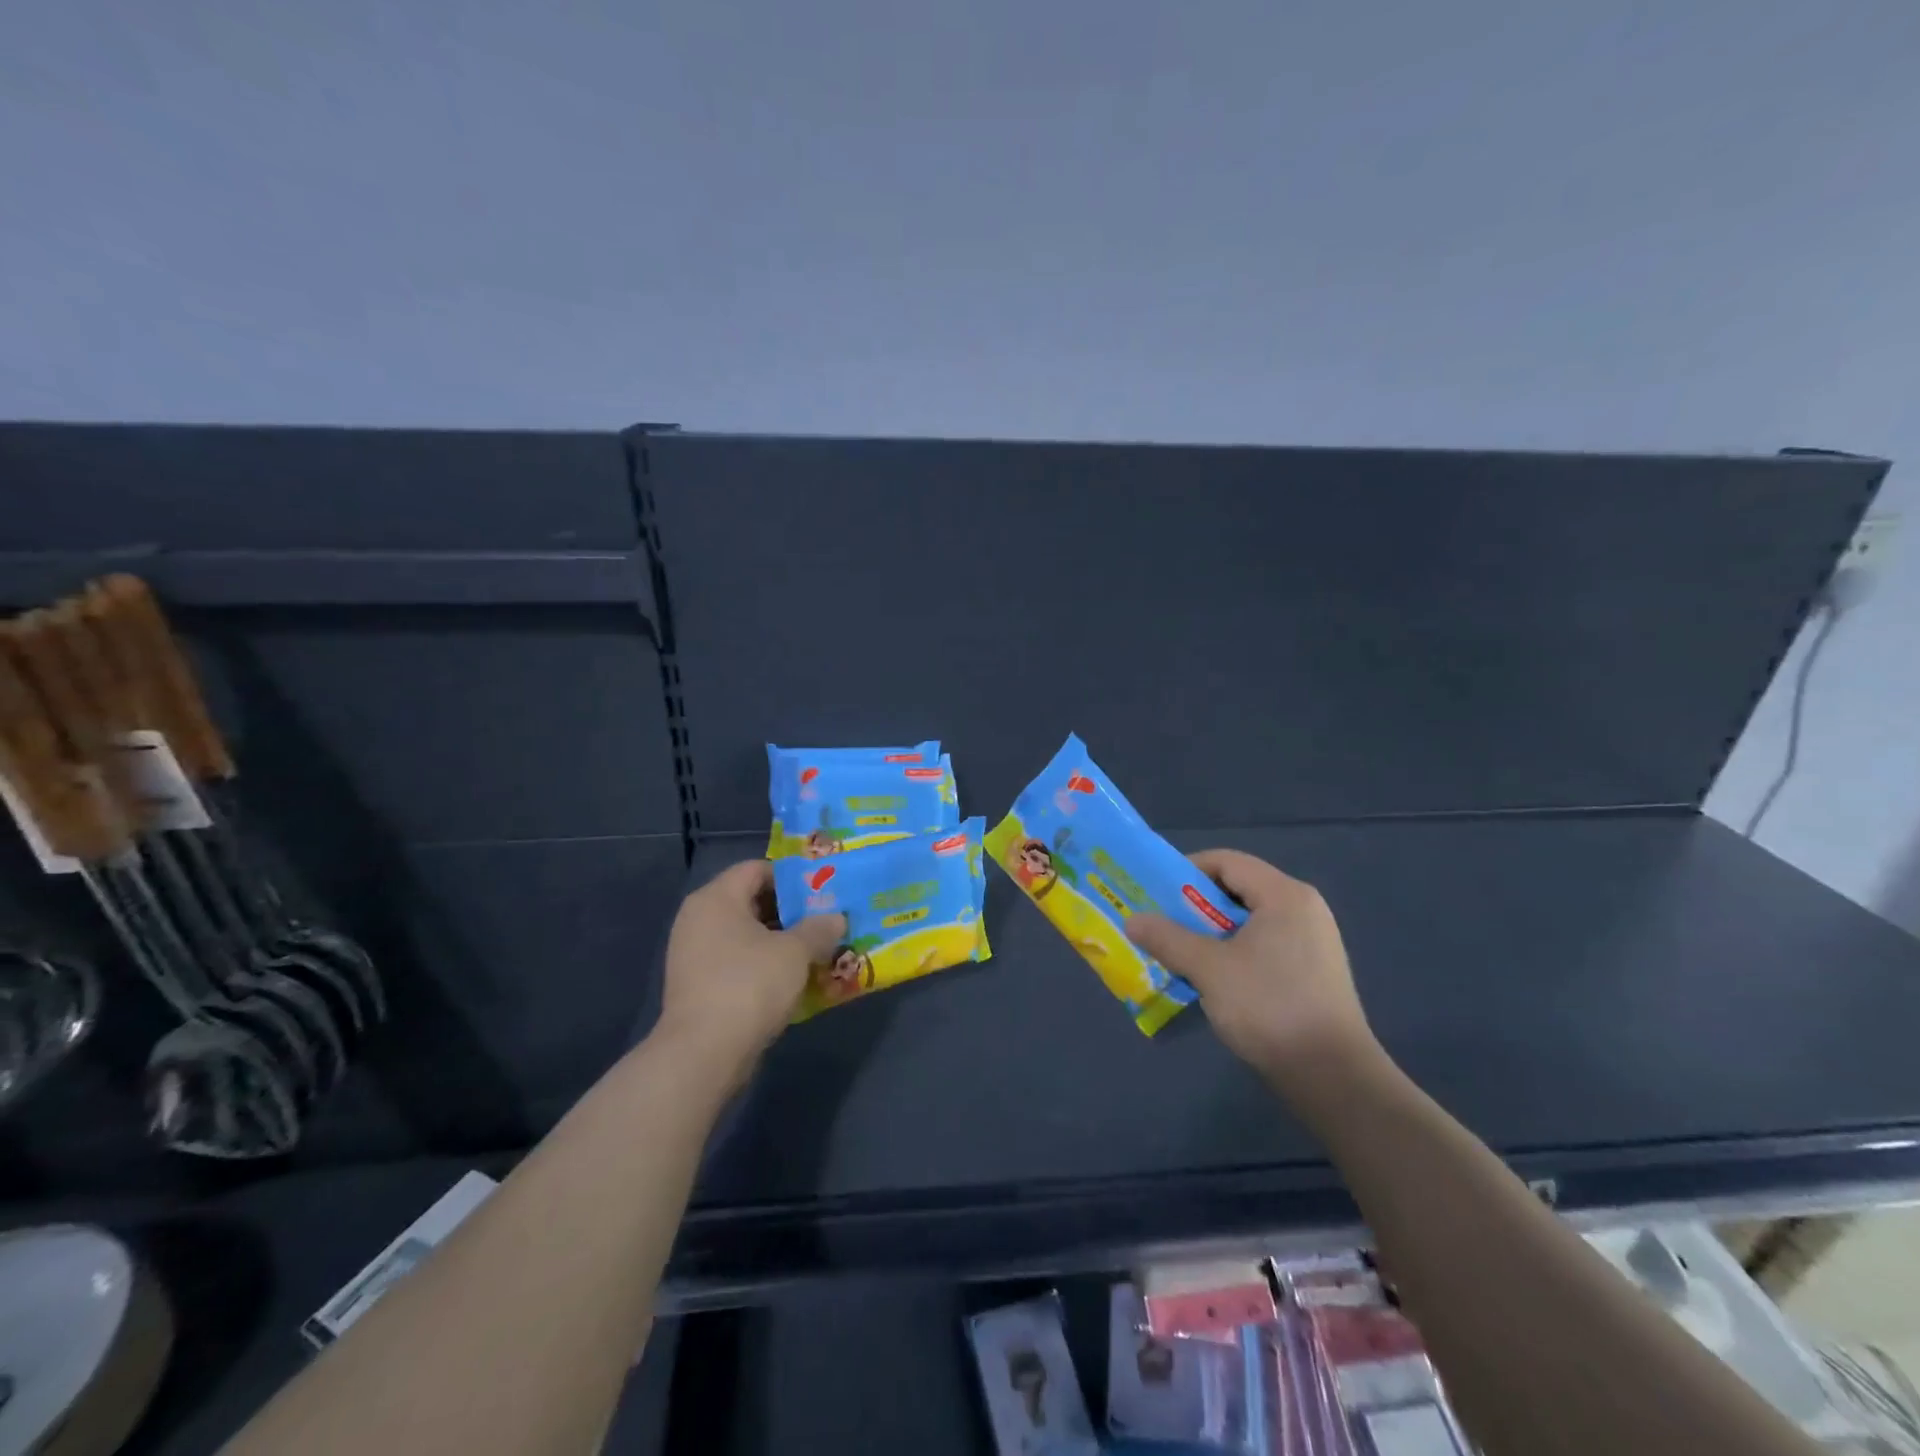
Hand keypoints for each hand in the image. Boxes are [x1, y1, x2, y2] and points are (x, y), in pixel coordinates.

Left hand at [658, 860, 846, 1077]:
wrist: (703, 1054)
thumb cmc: (749, 985)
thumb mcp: (795, 952)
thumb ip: (818, 929)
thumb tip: (836, 918)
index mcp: (716, 898)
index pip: (757, 868)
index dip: (792, 877)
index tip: (822, 892)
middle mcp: (698, 918)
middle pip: (751, 901)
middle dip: (790, 912)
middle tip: (824, 921)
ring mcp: (693, 953)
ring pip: (745, 934)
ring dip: (779, 941)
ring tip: (815, 950)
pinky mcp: (696, 984)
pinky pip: (736, 961)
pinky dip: (762, 964)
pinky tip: (792, 979)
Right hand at [1126, 850, 1382, 1103]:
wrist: (1333, 1077)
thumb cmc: (1269, 1007)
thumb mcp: (1208, 969)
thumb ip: (1167, 938)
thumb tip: (1132, 920)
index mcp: (1284, 895)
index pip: (1227, 861)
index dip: (1186, 870)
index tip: (1154, 892)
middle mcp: (1302, 909)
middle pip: (1237, 889)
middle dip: (1193, 905)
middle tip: (1159, 923)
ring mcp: (1311, 942)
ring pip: (1247, 922)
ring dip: (1209, 933)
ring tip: (1177, 953)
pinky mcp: (1311, 972)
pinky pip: (1262, 946)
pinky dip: (1231, 953)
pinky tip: (1210, 979)